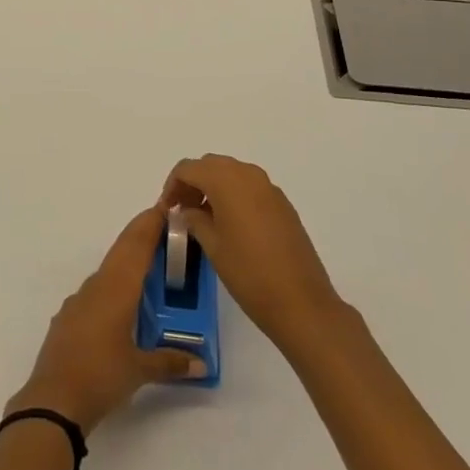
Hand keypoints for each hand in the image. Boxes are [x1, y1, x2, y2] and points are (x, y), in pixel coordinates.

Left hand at [7, 206, 207, 433]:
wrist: (53, 399)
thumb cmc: (100, 376)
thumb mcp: (140, 370)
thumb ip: (170, 362)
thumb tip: (201, 362)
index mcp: (116, 289)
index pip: (137, 246)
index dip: (150, 225)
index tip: (164, 207)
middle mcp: (97, 286)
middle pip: (122, 251)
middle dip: (141, 235)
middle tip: (162, 225)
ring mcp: (79, 300)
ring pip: (108, 269)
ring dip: (127, 259)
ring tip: (148, 262)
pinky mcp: (68, 317)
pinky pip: (96, 289)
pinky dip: (113, 283)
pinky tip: (120, 299)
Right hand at [162, 155, 346, 355]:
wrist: (302, 303)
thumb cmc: (249, 274)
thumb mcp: (212, 246)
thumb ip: (195, 220)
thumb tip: (188, 211)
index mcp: (227, 181)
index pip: (188, 168)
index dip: (173, 185)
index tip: (167, 209)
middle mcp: (248, 175)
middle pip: (211, 165)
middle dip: (193, 182)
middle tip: (182, 210)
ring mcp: (269, 188)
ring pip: (232, 174)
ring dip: (213, 187)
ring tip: (204, 218)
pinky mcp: (282, 204)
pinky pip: (250, 187)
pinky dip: (234, 195)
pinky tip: (230, 224)